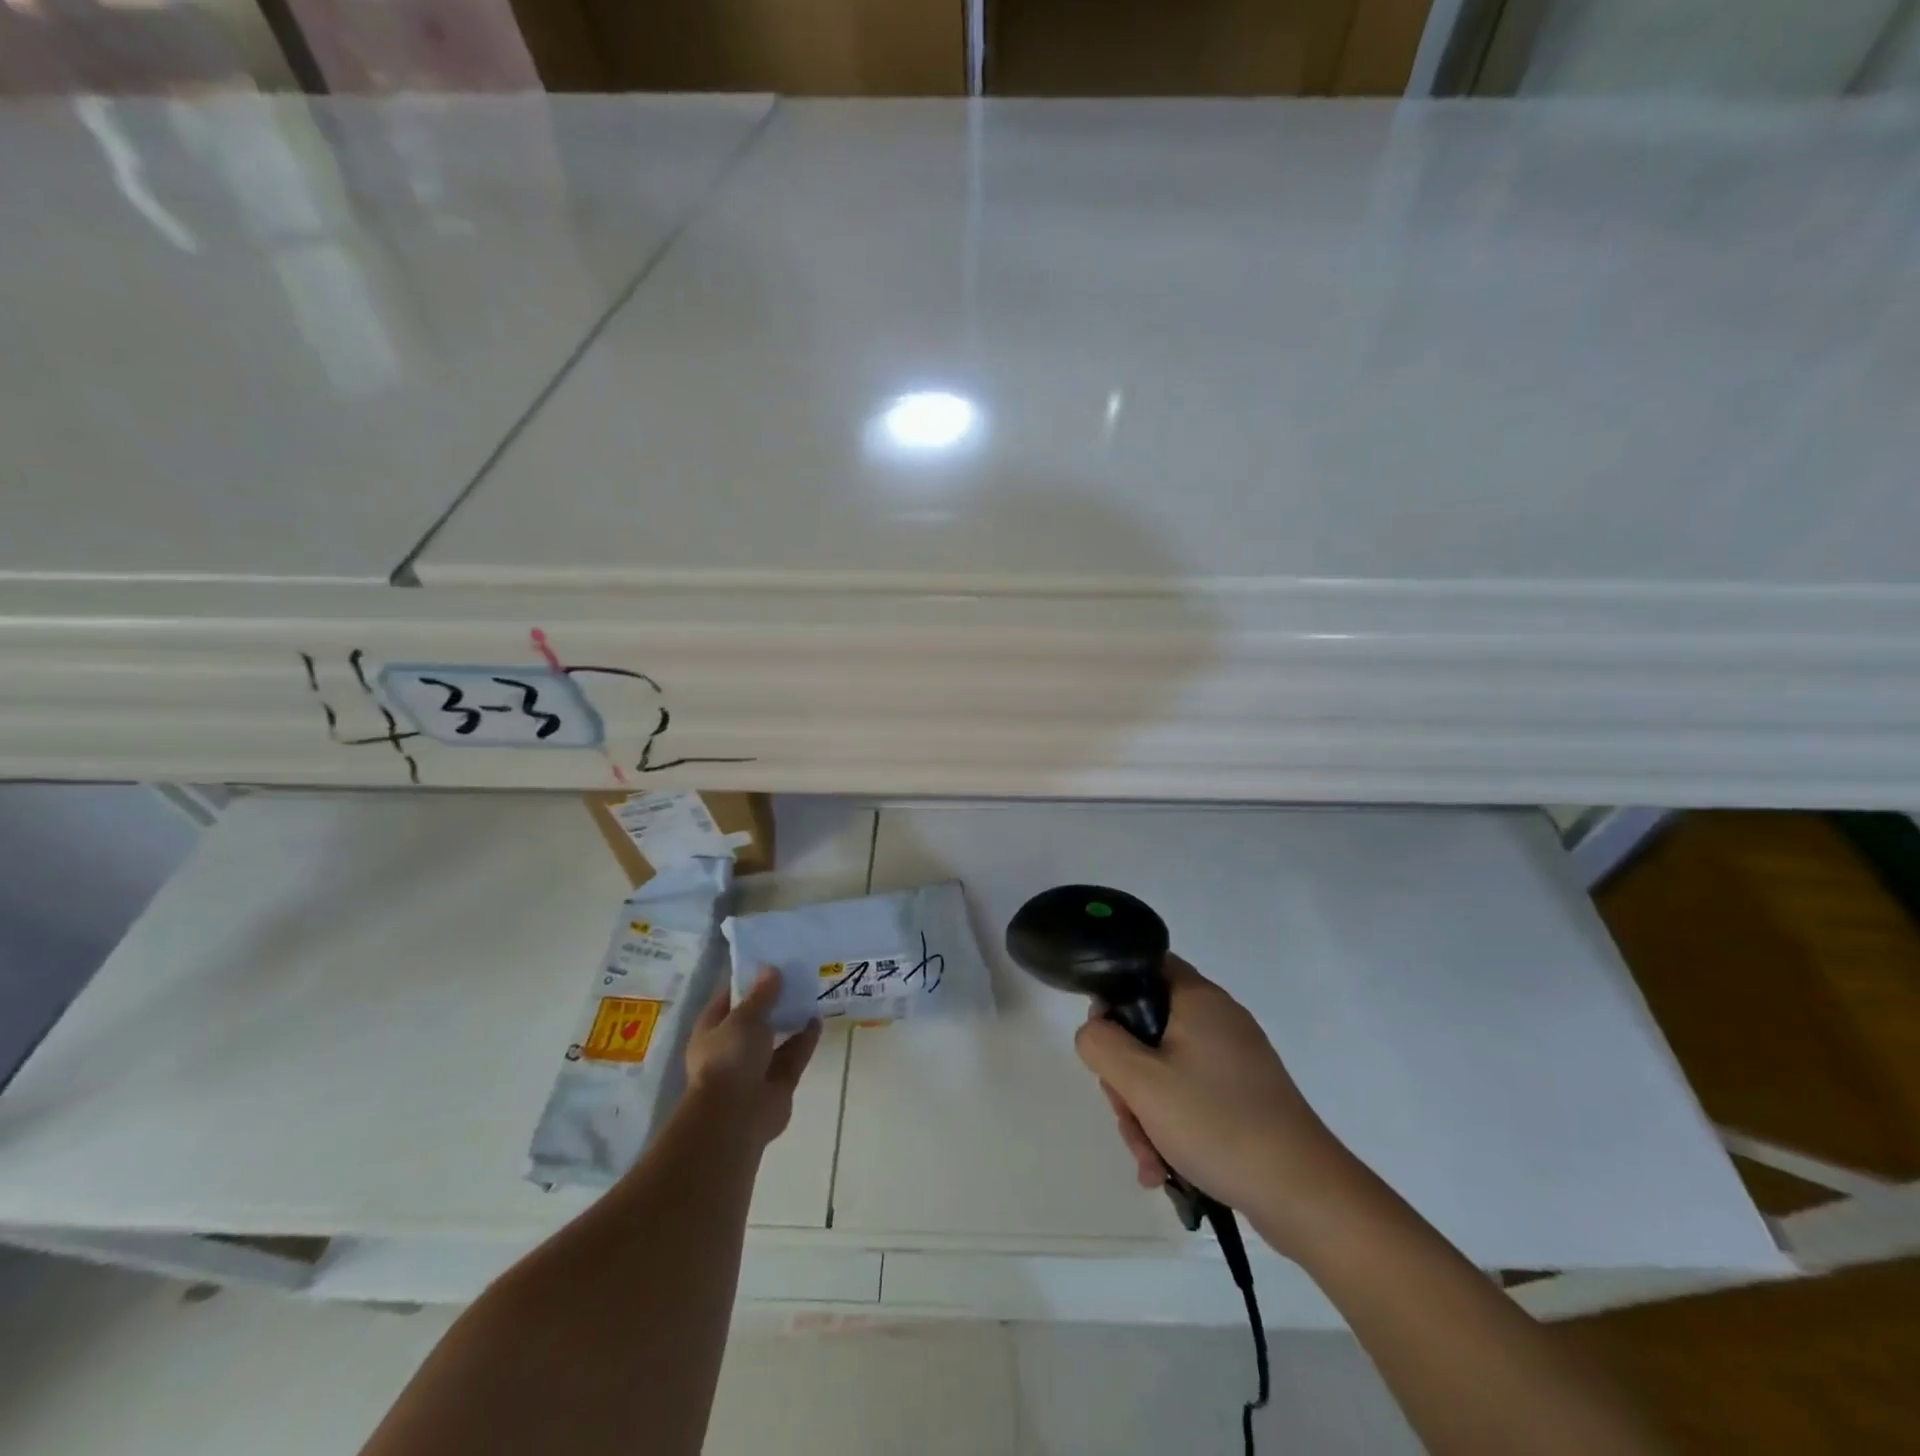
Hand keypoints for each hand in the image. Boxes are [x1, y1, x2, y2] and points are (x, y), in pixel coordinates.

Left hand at [684, 969, 822, 1147]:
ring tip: (811, 993)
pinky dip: (805, 1039)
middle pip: (755, 1017)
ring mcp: (755, 1066)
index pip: (729, 997)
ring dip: (791, 1018)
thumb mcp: (744, 1017)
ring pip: (776, 1037)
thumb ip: (762, 994)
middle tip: (796, 974)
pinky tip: (818, 1019)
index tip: (770, 960)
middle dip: (774, 1000)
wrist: (736, 1116)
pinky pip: (793, 1055)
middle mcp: (732, 1047)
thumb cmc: (730, 1057)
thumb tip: (771, 970)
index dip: (748, 979)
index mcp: (712, 1029)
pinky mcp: (778, 1083)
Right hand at [1075, 955, 1355, 1245]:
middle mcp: (1219, 1019)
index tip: (1105, 1040)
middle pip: (1149, 1027)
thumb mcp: (1141, 1082)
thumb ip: (1101, 1044)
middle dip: (1127, 1077)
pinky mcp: (1245, 1096)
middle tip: (1127, 1114)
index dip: (1115, 994)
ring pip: (1166, 1069)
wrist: (1304, 1194)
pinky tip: (1165, 1169)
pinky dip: (1172, 1126)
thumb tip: (1094, 1029)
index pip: (1146, 966)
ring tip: (1149, 1161)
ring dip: (1146, 1113)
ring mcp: (1235, 1060)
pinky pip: (1191, 1096)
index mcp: (1199, 999)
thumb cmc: (1217, 1123)